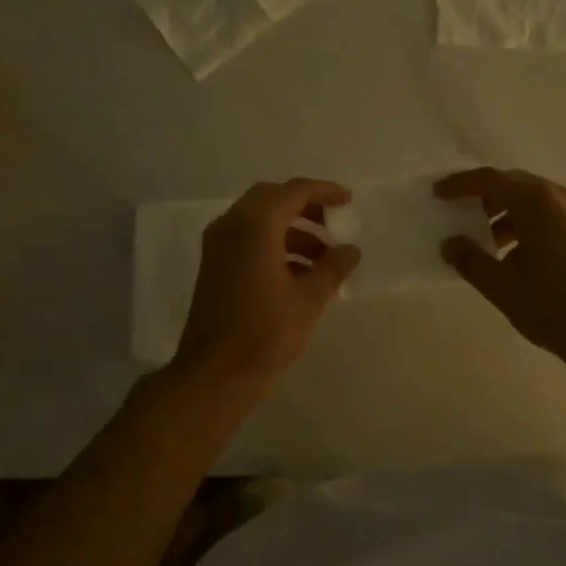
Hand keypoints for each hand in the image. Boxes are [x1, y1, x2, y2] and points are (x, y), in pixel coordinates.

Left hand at [174, 178, 361, 390]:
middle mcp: (231, 225)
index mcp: (255, 224)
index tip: (348, 201)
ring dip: (292, 230)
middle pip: (272, 199)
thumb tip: (351, 250)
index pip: (294, 191)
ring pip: (258, 220)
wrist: (215, 373)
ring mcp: (218, 245)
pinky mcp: (214, 266)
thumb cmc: (266, 332)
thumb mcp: (309, 299)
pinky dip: (273, 244)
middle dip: (305, 207)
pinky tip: (299, 274)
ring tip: (324, 257)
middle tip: (333, 222)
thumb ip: (333, 267)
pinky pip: (247, 239)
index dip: (324, 192)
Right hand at [435, 168, 565, 372]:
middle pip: (513, 185)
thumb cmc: (555, 307)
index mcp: (537, 203)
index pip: (491, 181)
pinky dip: (525, 224)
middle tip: (459, 214)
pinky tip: (513, 256)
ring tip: (484, 243)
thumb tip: (450, 243)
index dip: (461, 185)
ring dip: (505, 214)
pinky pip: (548, 215)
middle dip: (484, 197)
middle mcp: (560, 197)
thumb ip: (471, 260)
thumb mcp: (503, 287)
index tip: (438, 194)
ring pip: (532, 200)